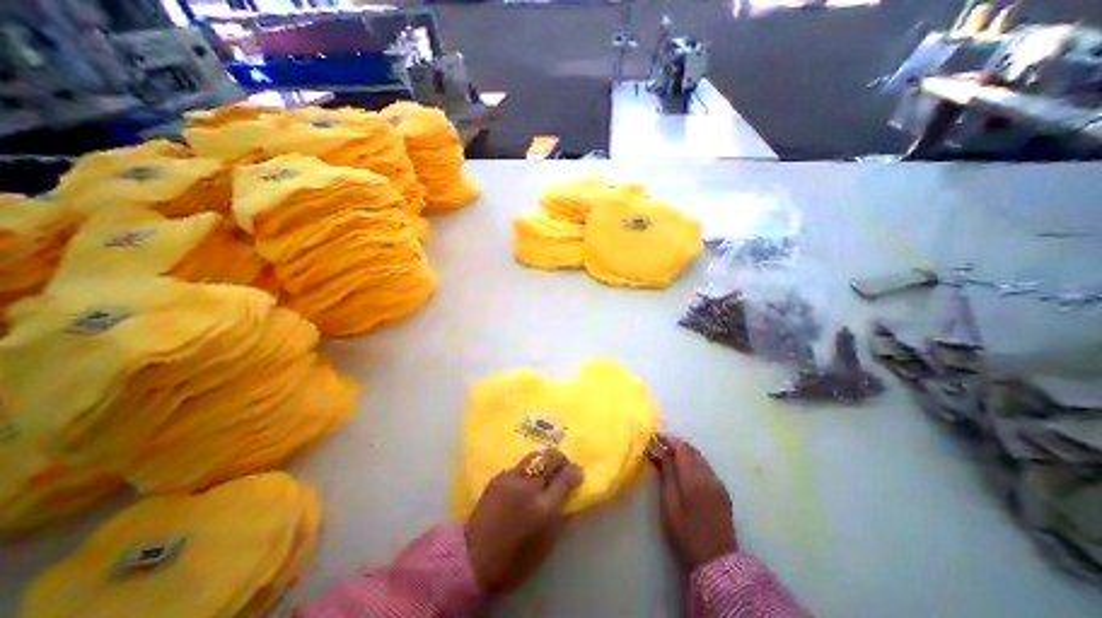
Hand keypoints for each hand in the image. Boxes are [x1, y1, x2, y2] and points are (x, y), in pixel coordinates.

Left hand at [464, 449, 584, 593]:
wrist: (474, 559)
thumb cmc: (515, 559)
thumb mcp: (546, 545)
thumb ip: (561, 517)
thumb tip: (572, 497)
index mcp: (544, 508)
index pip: (566, 479)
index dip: (575, 472)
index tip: (578, 472)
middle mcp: (528, 487)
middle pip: (550, 458)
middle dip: (561, 459)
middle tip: (563, 465)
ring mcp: (511, 479)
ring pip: (534, 456)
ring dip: (544, 460)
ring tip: (544, 468)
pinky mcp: (498, 477)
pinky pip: (518, 465)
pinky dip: (526, 469)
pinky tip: (524, 481)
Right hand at [647, 433, 733, 571]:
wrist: (717, 562)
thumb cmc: (686, 532)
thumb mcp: (670, 502)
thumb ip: (666, 473)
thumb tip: (658, 450)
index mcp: (695, 477)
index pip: (682, 448)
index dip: (668, 439)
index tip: (654, 436)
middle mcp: (709, 475)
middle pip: (692, 450)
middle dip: (675, 443)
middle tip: (659, 443)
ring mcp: (718, 483)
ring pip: (699, 458)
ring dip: (684, 452)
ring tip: (668, 453)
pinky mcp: (722, 491)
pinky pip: (705, 467)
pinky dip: (692, 461)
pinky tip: (683, 468)